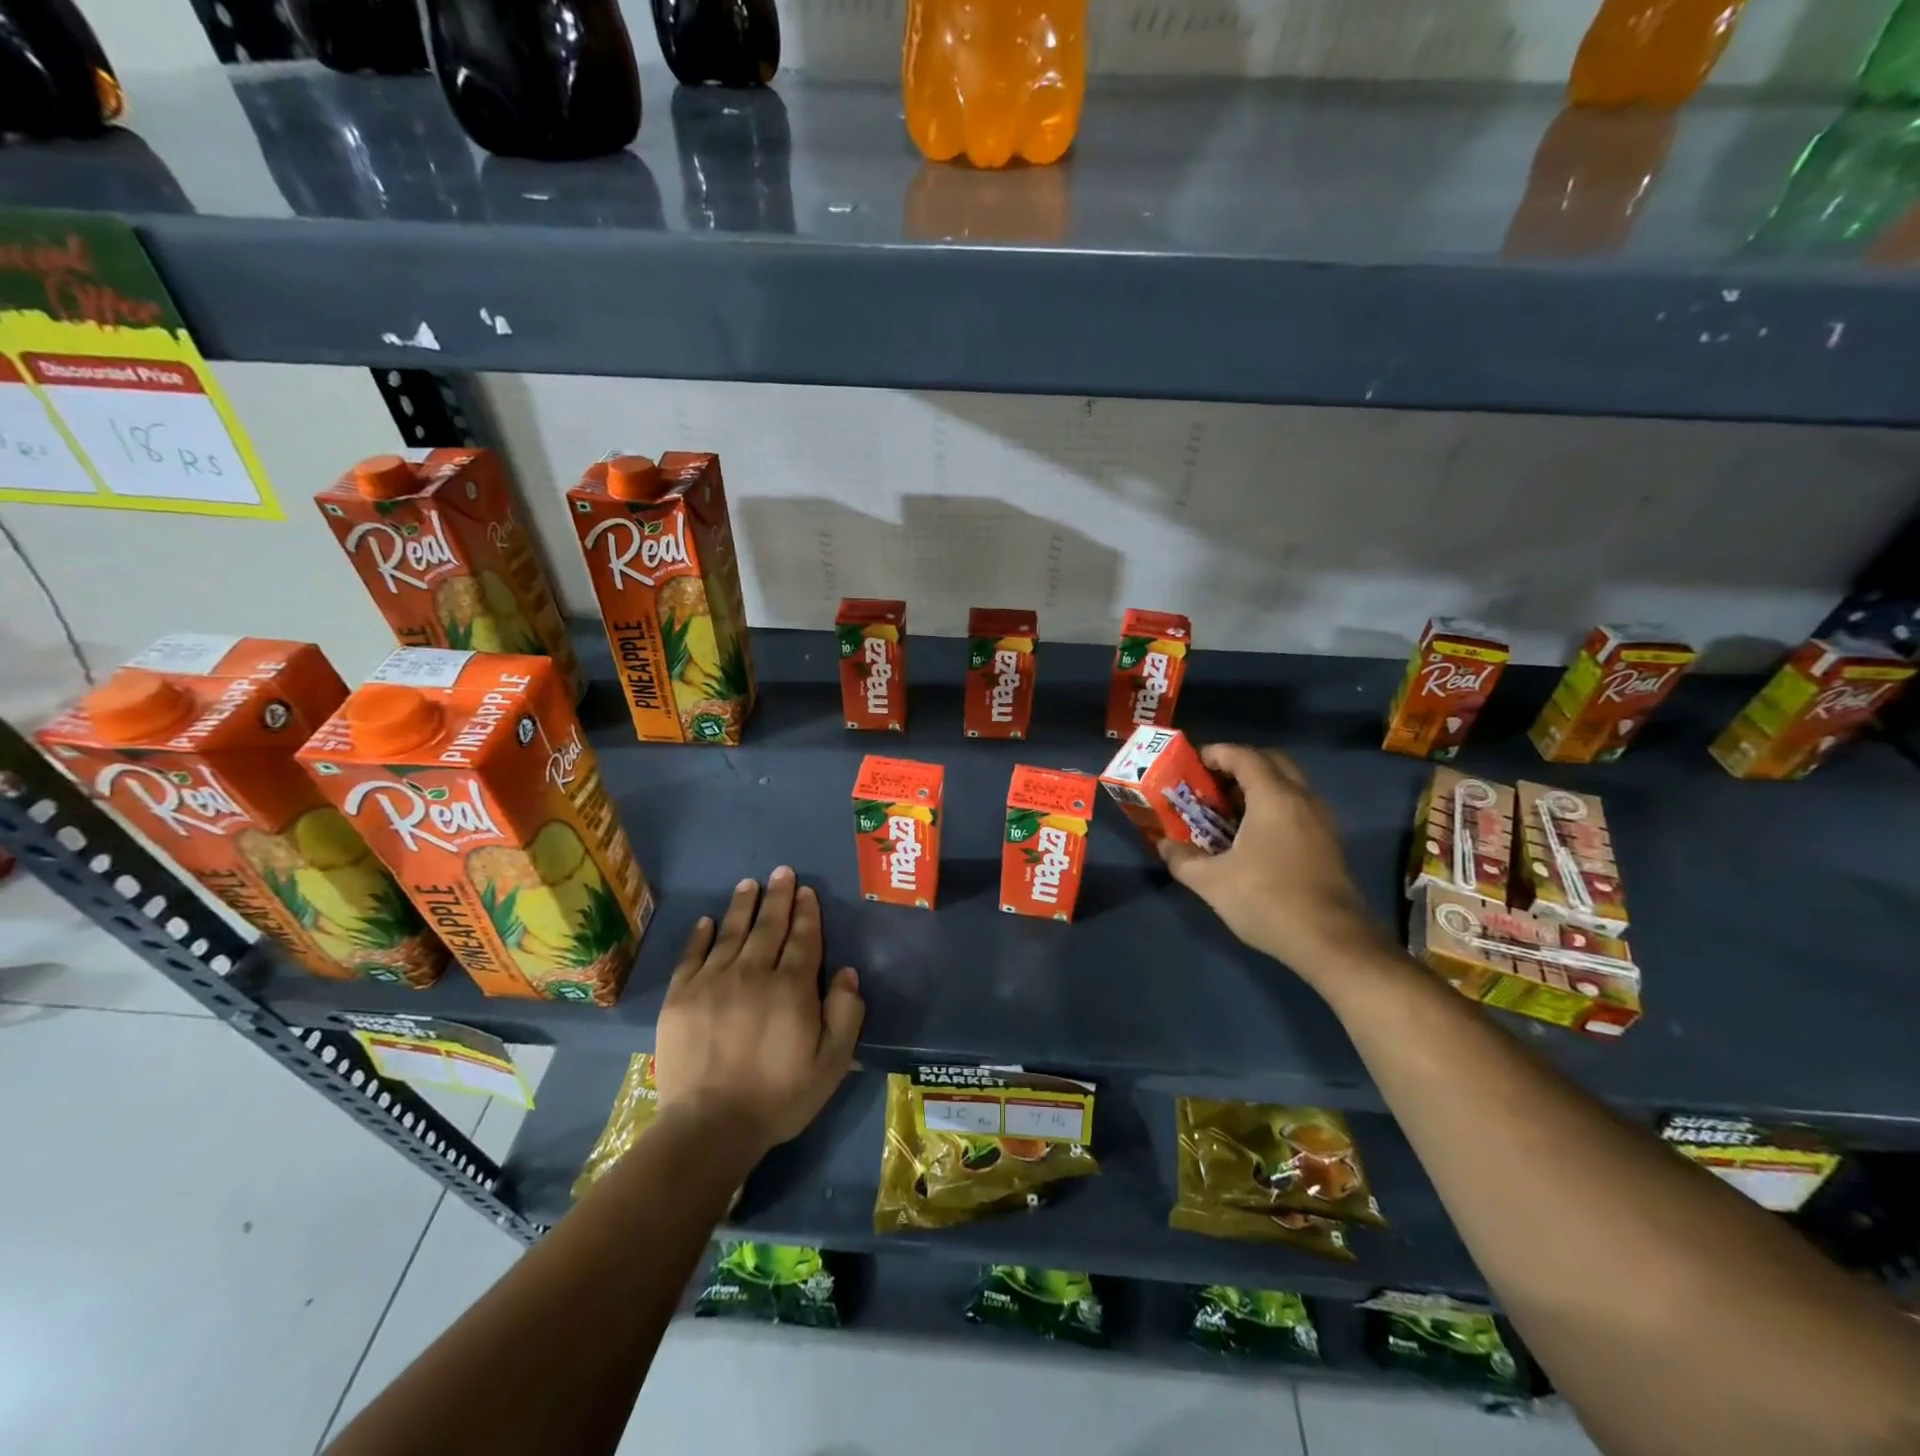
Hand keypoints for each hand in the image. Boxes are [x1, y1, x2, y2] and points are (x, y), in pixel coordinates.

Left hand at [653, 867, 864, 1156]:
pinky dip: (700, 935)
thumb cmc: (779, 1096)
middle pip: (769, 927)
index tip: (807, 891)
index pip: (803, 939)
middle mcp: (753, 974)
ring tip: (750, 884)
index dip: (807, 913)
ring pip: (731, 933)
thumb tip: (846, 972)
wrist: (710, 1126)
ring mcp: (713, 982)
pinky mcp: (680, 997)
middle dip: (778, 897)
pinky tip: (707, 921)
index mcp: (792, 988)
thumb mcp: (832, 1062)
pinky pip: (692, 956)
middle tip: (782, 872)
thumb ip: (846, 1013)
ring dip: (743, 906)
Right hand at [1157, 744, 1384, 979]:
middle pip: (1270, 762)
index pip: (1244, 756)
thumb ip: (1182, 858)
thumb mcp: (1212, 882)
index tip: (1191, 763)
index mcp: (1274, 798)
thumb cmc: (1268, 901)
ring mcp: (1320, 820)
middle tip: (1210, 782)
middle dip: (1238, 764)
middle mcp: (1302, 798)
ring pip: (1287, 783)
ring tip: (1226, 807)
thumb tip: (1164, 844)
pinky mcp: (1328, 841)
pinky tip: (1251, 834)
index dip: (1216, 753)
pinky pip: (1296, 805)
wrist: (1332, 942)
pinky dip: (1272, 804)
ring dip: (1257, 785)